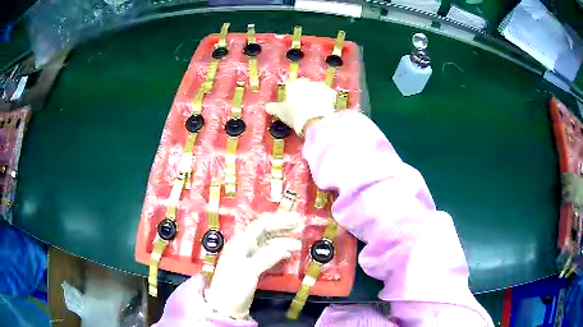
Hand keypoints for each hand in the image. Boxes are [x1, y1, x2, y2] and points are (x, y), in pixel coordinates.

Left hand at [204, 212, 301, 318]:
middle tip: (300, 225)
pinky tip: (289, 254)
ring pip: (269, 243)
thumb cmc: (234, 287)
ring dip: (283, 241)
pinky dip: (280, 252)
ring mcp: (250, 256)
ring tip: (299, 243)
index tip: (296, 219)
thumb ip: (267, 257)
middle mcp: (245, 246)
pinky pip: (269, 254)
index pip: (261, 225)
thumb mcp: (250, 271)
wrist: (226, 306)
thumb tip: (287, 247)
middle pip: (265, 231)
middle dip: (282, 227)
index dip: (279, 220)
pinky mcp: (254, 267)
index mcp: (241, 243)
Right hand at [266, 78, 336, 134]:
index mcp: (293, 84)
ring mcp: (320, 85)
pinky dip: (326, 101)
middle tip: (303, 107)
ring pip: (316, 90)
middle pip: (304, 86)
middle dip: (304, 94)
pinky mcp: (331, 92)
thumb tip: (267, 106)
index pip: (290, 86)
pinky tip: (323, 109)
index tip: (292, 104)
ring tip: (314, 109)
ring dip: (315, 96)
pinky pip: (327, 96)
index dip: (291, 95)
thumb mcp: (280, 112)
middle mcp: (306, 81)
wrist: (315, 120)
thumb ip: (272, 108)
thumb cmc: (294, 114)